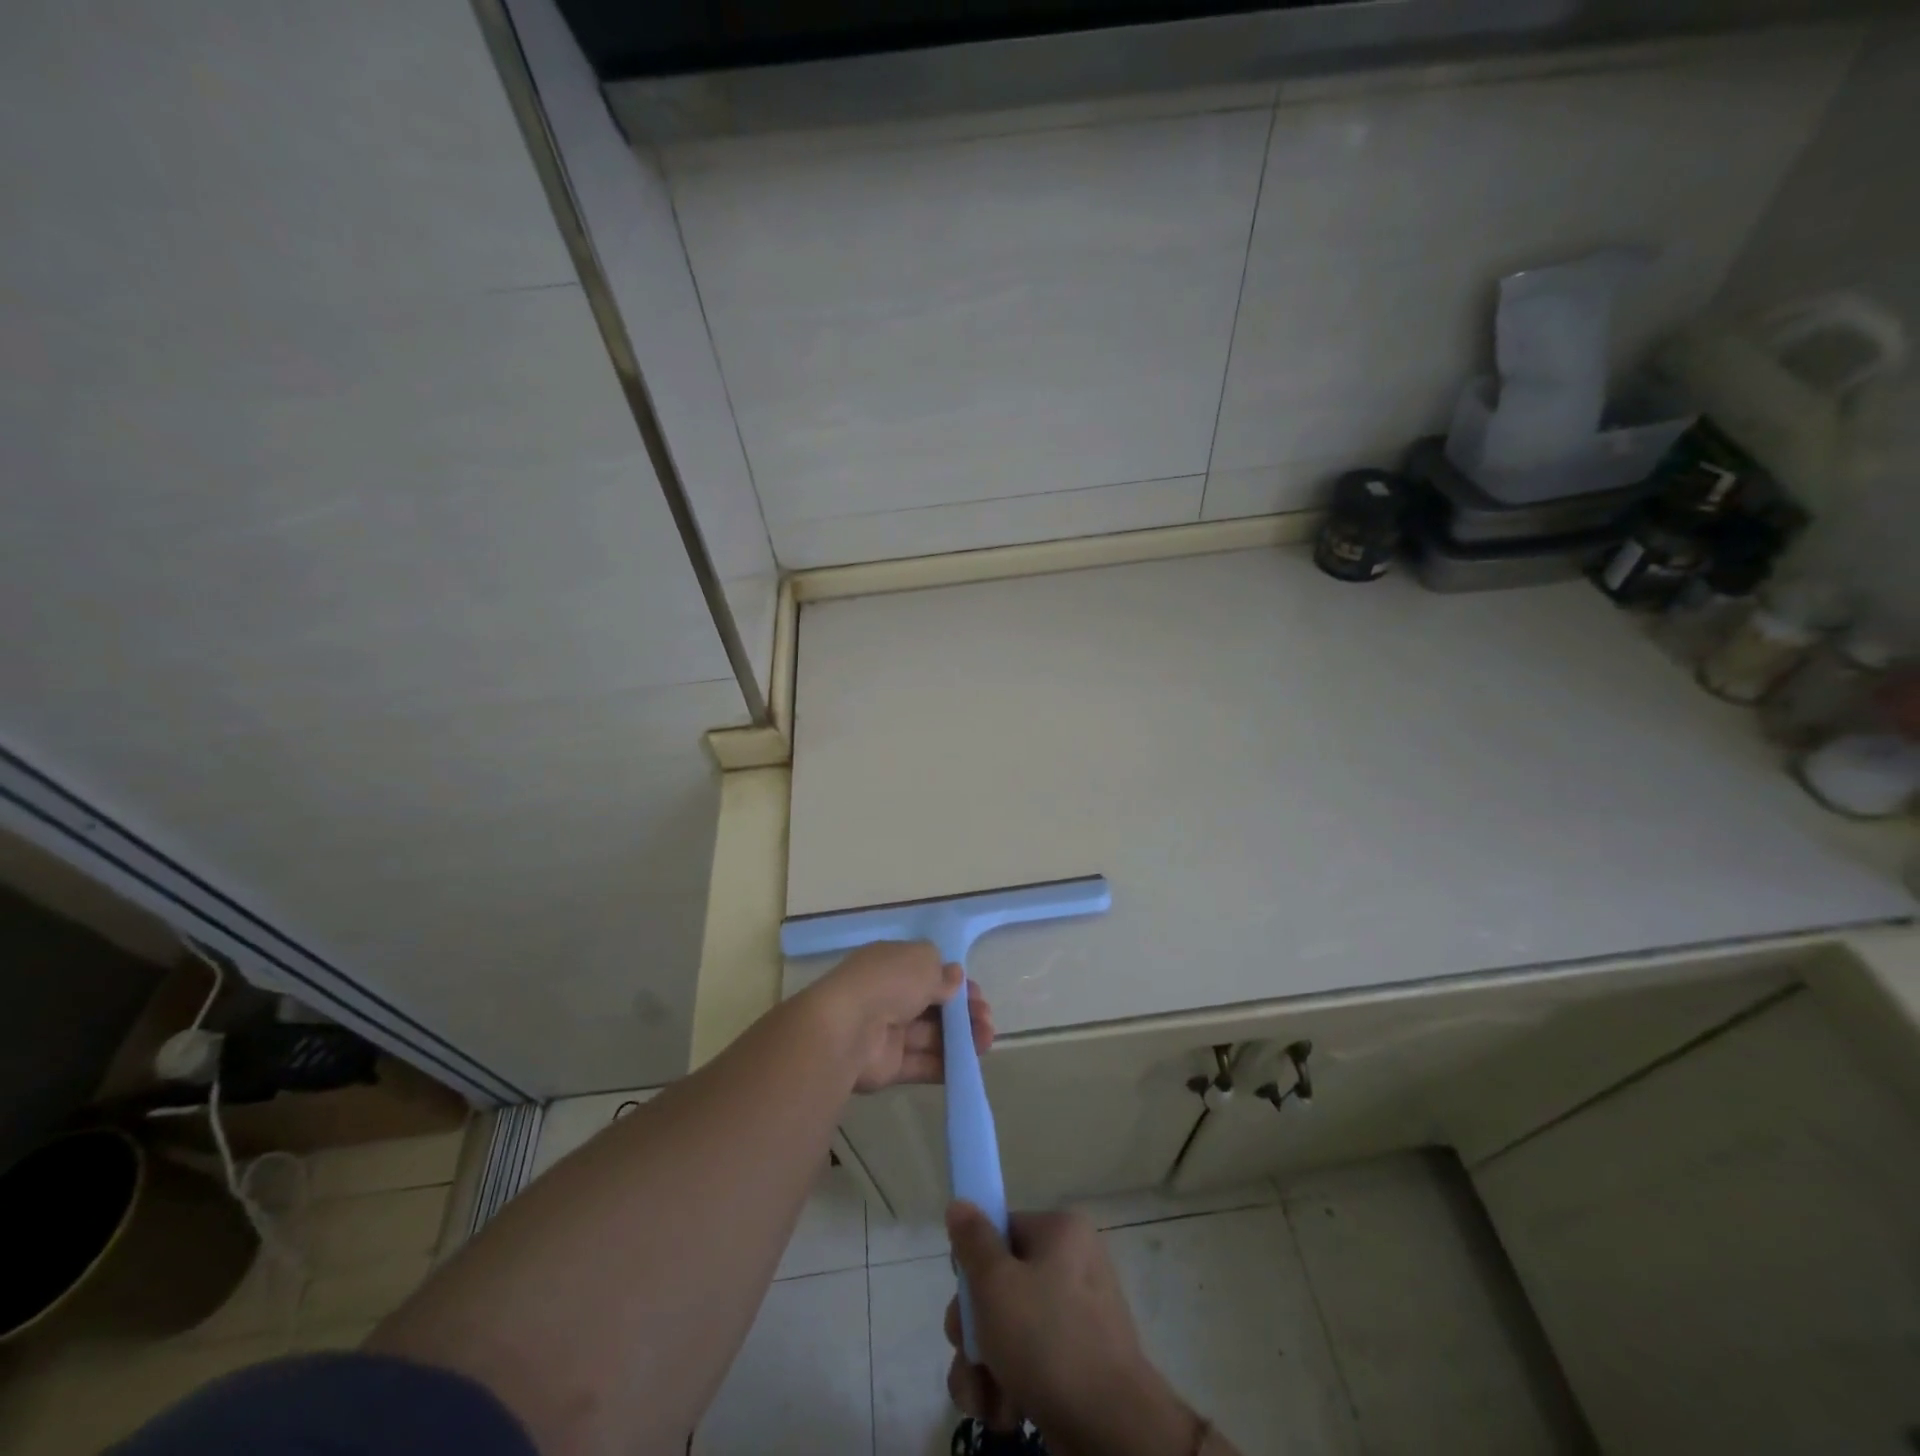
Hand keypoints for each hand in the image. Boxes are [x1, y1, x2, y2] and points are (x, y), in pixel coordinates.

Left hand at [806, 941, 993, 1092]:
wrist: (848, 1029)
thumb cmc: (888, 982)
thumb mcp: (922, 961)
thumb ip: (942, 973)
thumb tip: (954, 977)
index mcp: (891, 964)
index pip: (927, 972)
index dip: (954, 982)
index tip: (975, 993)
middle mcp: (888, 995)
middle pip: (932, 1005)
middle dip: (963, 1011)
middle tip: (987, 1019)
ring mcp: (888, 1031)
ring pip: (931, 1035)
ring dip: (961, 1038)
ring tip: (987, 1040)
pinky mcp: (889, 1065)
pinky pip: (922, 1063)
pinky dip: (947, 1064)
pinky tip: (971, 1064)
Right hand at [945, 1203, 1205, 1455]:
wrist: (1111, 1429)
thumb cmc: (1048, 1340)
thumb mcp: (996, 1283)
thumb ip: (972, 1242)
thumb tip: (960, 1203)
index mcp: (1061, 1233)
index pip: (1001, 1231)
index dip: (974, 1265)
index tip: (965, 1297)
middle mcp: (1072, 1267)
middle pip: (1000, 1285)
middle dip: (974, 1330)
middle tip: (970, 1353)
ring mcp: (1076, 1319)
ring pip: (1008, 1330)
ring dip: (984, 1366)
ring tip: (982, 1397)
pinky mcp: (1075, 1366)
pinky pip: (1029, 1363)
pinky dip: (1008, 1387)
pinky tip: (1003, 1412)